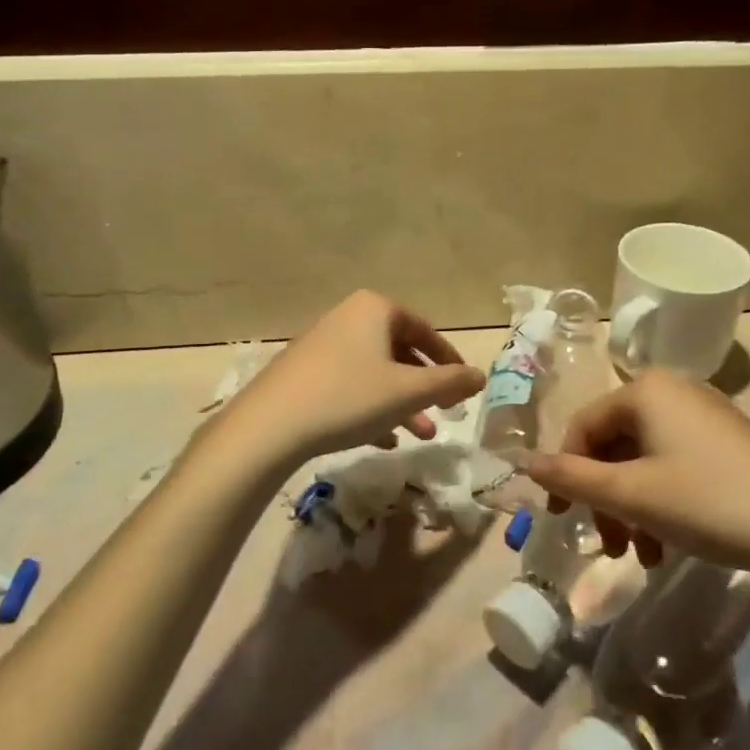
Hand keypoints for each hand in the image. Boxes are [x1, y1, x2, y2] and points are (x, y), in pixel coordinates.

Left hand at [225, 291, 484, 466]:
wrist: (270, 426)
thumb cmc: (349, 398)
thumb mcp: (409, 392)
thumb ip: (450, 382)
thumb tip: (480, 375)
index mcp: (375, 309)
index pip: (424, 330)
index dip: (449, 360)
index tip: (464, 387)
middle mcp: (348, 317)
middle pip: (398, 352)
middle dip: (424, 388)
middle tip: (444, 415)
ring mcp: (322, 344)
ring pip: (374, 372)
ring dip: (400, 403)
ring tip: (419, 436)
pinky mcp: (303, 372)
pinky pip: (348, 385)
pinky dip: (370, 408)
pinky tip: (382, 440)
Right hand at [523, 368, 749, 589]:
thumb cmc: (709, 502)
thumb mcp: (632, 495)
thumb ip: (571, 478)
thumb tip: (523, 461)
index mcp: (644, 389)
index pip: (583, 427)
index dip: (565, 473)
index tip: (560, 519)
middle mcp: (672, 391)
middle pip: (614, 444)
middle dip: (604, 498)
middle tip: (610, 546)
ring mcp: (703, 415)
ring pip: (643, 460)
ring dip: (632, 507)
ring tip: (642, 555)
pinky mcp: (727, 441)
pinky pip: (674, 465)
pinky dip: (661, 502)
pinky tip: (669, 546)